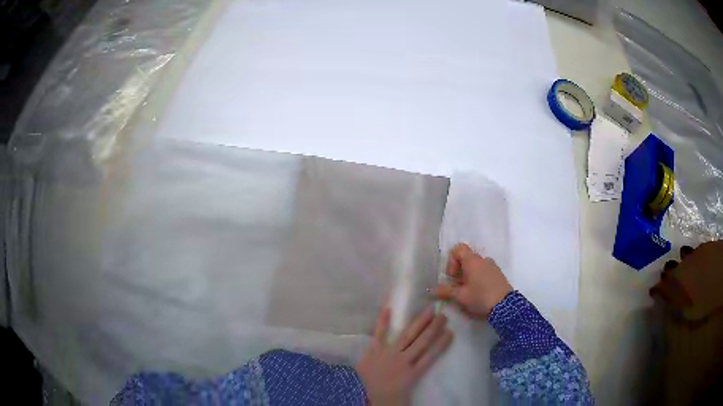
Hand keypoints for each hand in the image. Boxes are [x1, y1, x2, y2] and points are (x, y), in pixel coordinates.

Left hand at [356, 306, 452, 404]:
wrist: (359, 396)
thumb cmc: (383, 400)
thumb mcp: (405, 400)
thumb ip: (414, 392)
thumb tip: (431, 401)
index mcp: (412, 374)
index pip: (431, 356)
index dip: (441, 344)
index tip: (451, 332)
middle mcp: (403, 360)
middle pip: (422, 342)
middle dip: (434, 328)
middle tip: (443, 315)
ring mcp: (388, 353)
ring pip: (407, 335)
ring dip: (420, 322)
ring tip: (430, 310)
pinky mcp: (373, 350)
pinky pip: (379, 334)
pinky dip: (383, 321)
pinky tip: (388, 308)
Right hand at [432, 243, 511, 318]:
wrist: (505, 306)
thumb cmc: (481, 297)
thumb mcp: (460, 296)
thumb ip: (445, 291)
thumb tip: (431, 290)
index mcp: (472, 261)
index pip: (458, 249)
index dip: (451, 261)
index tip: (452, 277)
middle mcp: (483, 259)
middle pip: (466, 259)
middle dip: (459, 272)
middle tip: (458, 288)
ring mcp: (492, 266)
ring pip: (476, 267)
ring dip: (468, 276)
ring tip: (468, 292)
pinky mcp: (498, 275)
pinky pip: (484, 272)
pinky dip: (478, 279)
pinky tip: (478, 293)